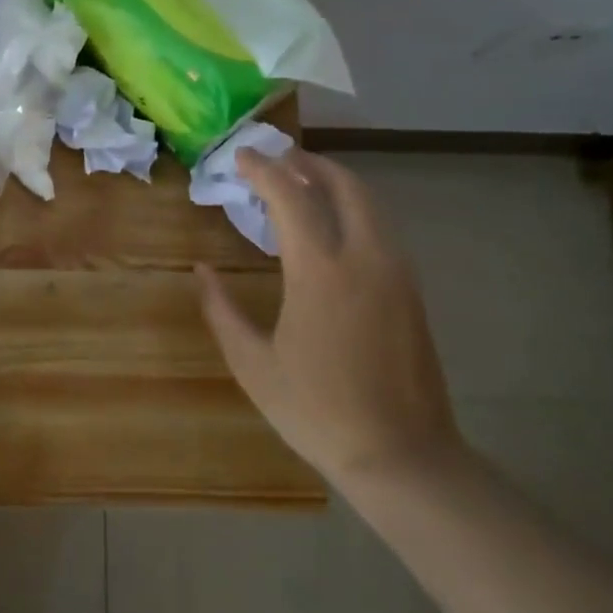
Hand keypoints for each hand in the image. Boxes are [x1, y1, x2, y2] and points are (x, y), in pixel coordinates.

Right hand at [196, 149, 461, 485]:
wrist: (402, 455)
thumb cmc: (316, 409)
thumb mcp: (253, 364)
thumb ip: (221, 310)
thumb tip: (201, 272)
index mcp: (321, 271)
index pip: (291, 197)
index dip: (263, 170)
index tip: (240, 156)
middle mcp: (365, 258)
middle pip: (344, 185)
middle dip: (309, 162)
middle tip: (278, 158)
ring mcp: (396, 273)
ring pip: (370, 204)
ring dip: (335, 183)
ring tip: (303, 182)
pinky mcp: (411, 292)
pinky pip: (381, 229)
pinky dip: (354, 210)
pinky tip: (333, 228)